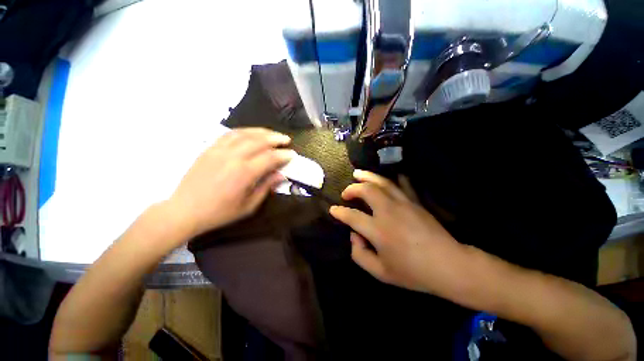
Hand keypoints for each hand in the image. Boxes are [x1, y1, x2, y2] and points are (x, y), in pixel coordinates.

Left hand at [168, 128, 293, 238]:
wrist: (185, 210)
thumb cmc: (219, 212)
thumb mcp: (248, 206)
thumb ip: (266, 188)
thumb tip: (280, 175)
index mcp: (244, 173)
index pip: (269, 158)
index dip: (283, 155)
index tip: (292, 155)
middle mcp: (233, 157)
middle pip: (259, 141)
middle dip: (275, 139)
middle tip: (286, 140)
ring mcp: (219, 150)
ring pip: (244, 134)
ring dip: (261, 132)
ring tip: (272, 133)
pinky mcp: (210, 149)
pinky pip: (229, 134)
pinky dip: (244, 131)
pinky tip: (251, 133)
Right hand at [329, 170, 469, 297]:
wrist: (448, 265)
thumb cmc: (413, 272)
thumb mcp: (380, 273)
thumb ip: (359, 254)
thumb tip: (354, 235)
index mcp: (379, 231)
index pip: (352, 216)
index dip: (339, 212)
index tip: (333, 209)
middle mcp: (388, 212)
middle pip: (366, 191)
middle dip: (352, 189)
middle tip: (346, 193)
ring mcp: (403, 204)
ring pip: (381, 182)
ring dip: (367, 176)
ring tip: (357, 173)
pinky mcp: (414, 202)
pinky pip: (400, 184)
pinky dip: (389, 178)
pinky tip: (383, 177)